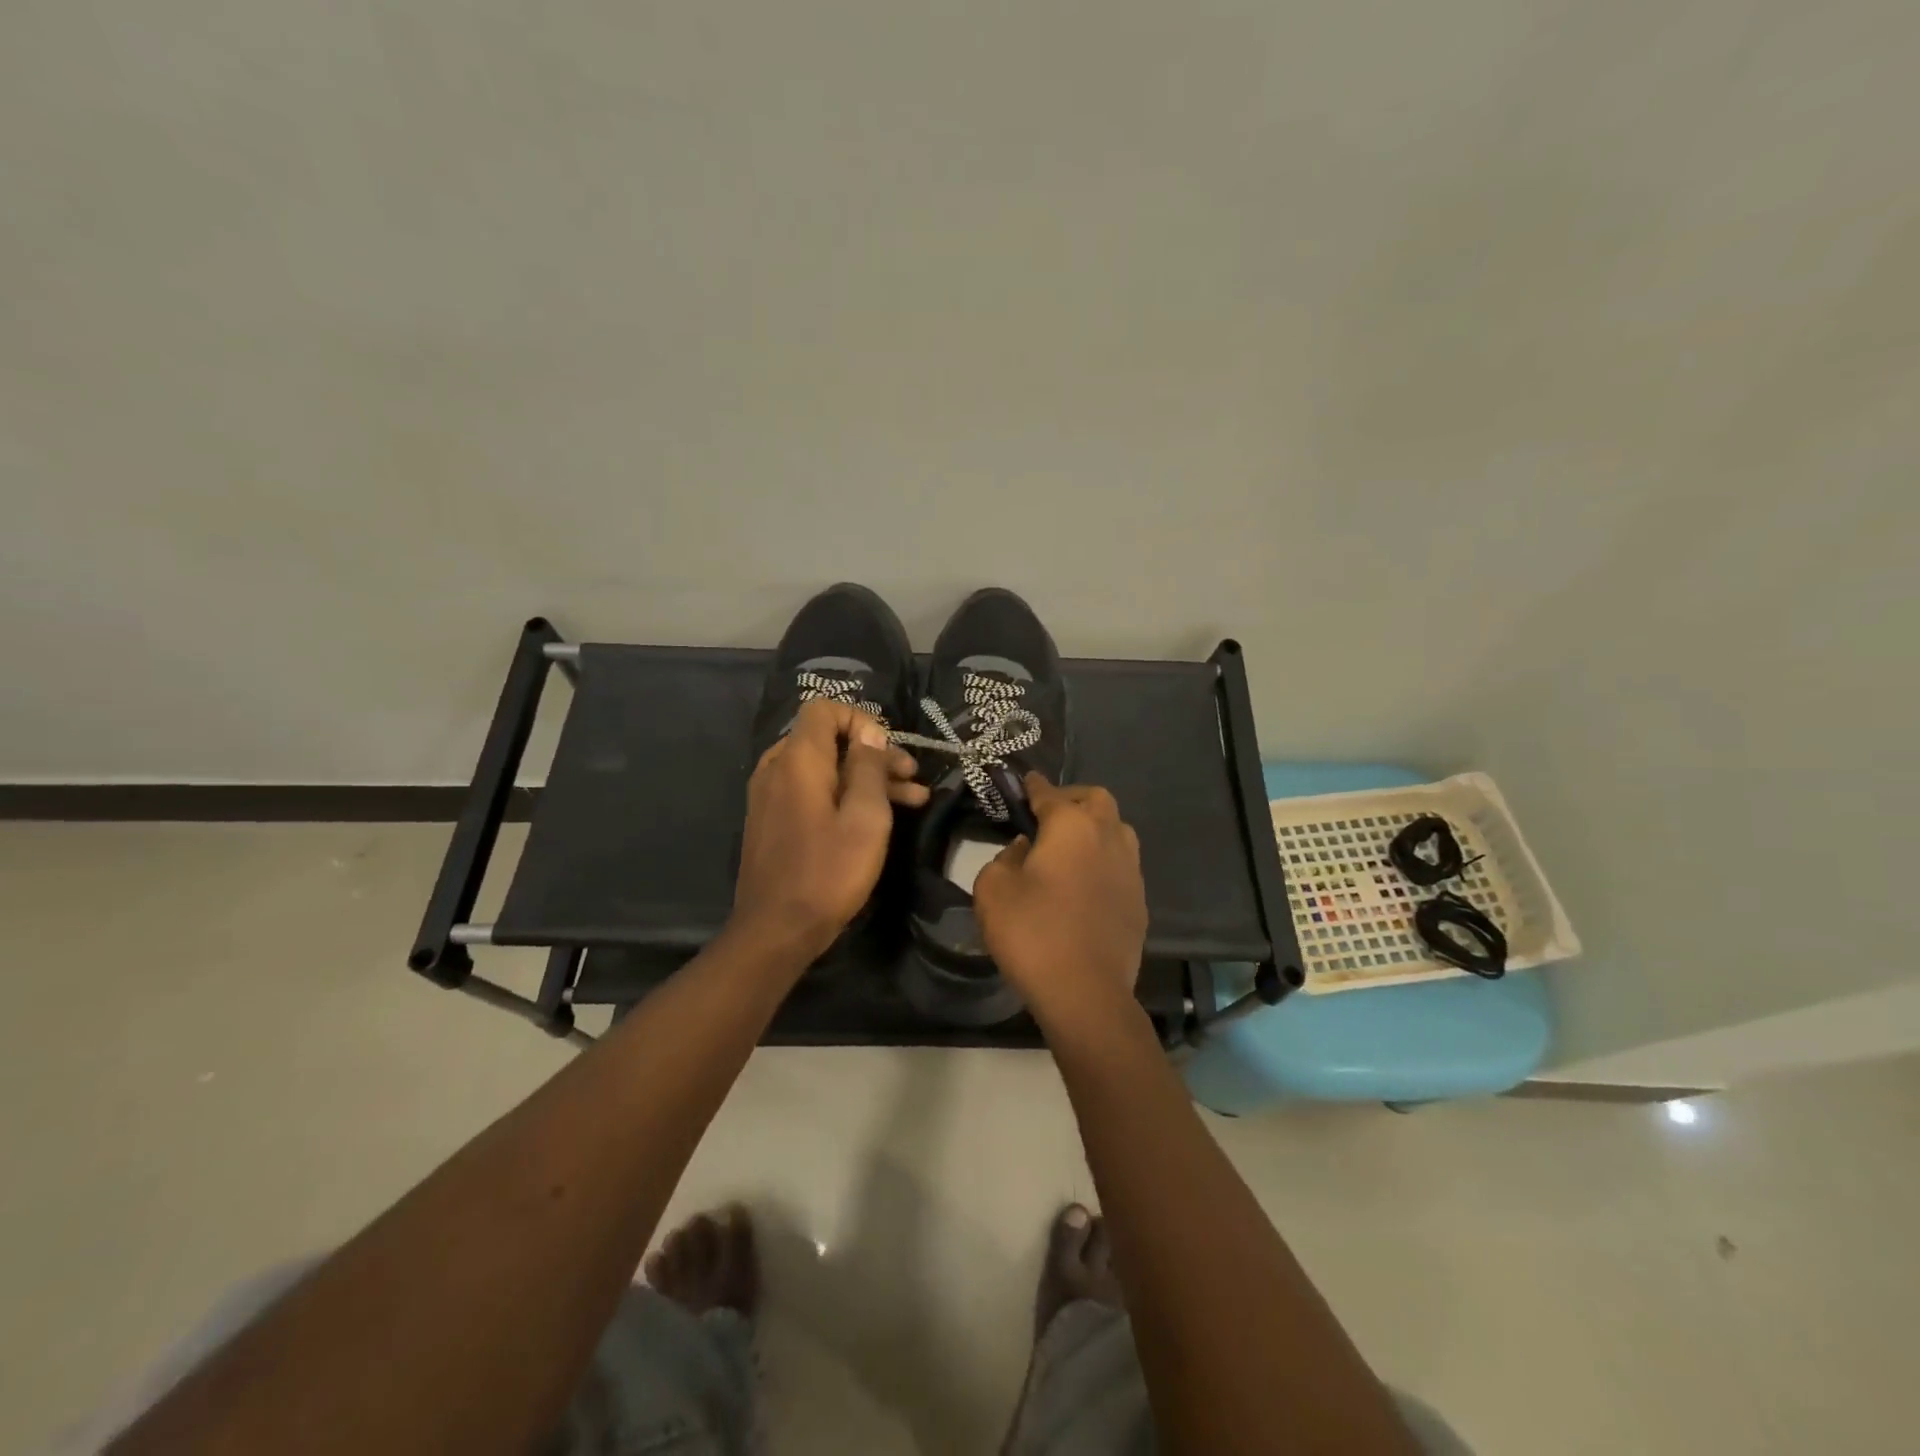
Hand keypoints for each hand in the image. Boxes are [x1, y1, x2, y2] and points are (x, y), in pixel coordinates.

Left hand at [728, 698, 928, 967]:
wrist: (776, 930)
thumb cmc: (828, 872)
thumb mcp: (866, 817)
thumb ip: (870, 767)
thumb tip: (870, 732)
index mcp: (798, 760)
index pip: (824, 708)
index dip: (861, 719)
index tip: (889, 749)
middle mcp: (777, 768)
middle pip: (828, 740)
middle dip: (874, 753)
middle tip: (912, 777)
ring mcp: (770, 795)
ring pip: (824, 768)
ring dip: (866, 778)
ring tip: (913, 798)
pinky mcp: (772, 820)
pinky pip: (811, 791)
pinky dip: (843, 795)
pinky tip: (878, 817)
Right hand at [973, 773, 1147, 1024]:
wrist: (1085, 992)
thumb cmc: (1032, 933)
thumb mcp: (993, 889)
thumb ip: (1005, 857)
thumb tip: (1024, 849)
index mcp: (1071, 825)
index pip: (1049, 793)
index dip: (1033, 786)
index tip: (1024, 782)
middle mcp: (1108, 835)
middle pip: (1096, 799)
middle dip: (1072, 798)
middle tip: (1048, 815)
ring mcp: (1130, 868)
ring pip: (1117, 828)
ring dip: (1094, 827)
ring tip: (1070, 845)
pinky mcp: (1139, 899)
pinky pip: (1122, 863)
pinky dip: (1104, 859)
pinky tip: (1086, 880)